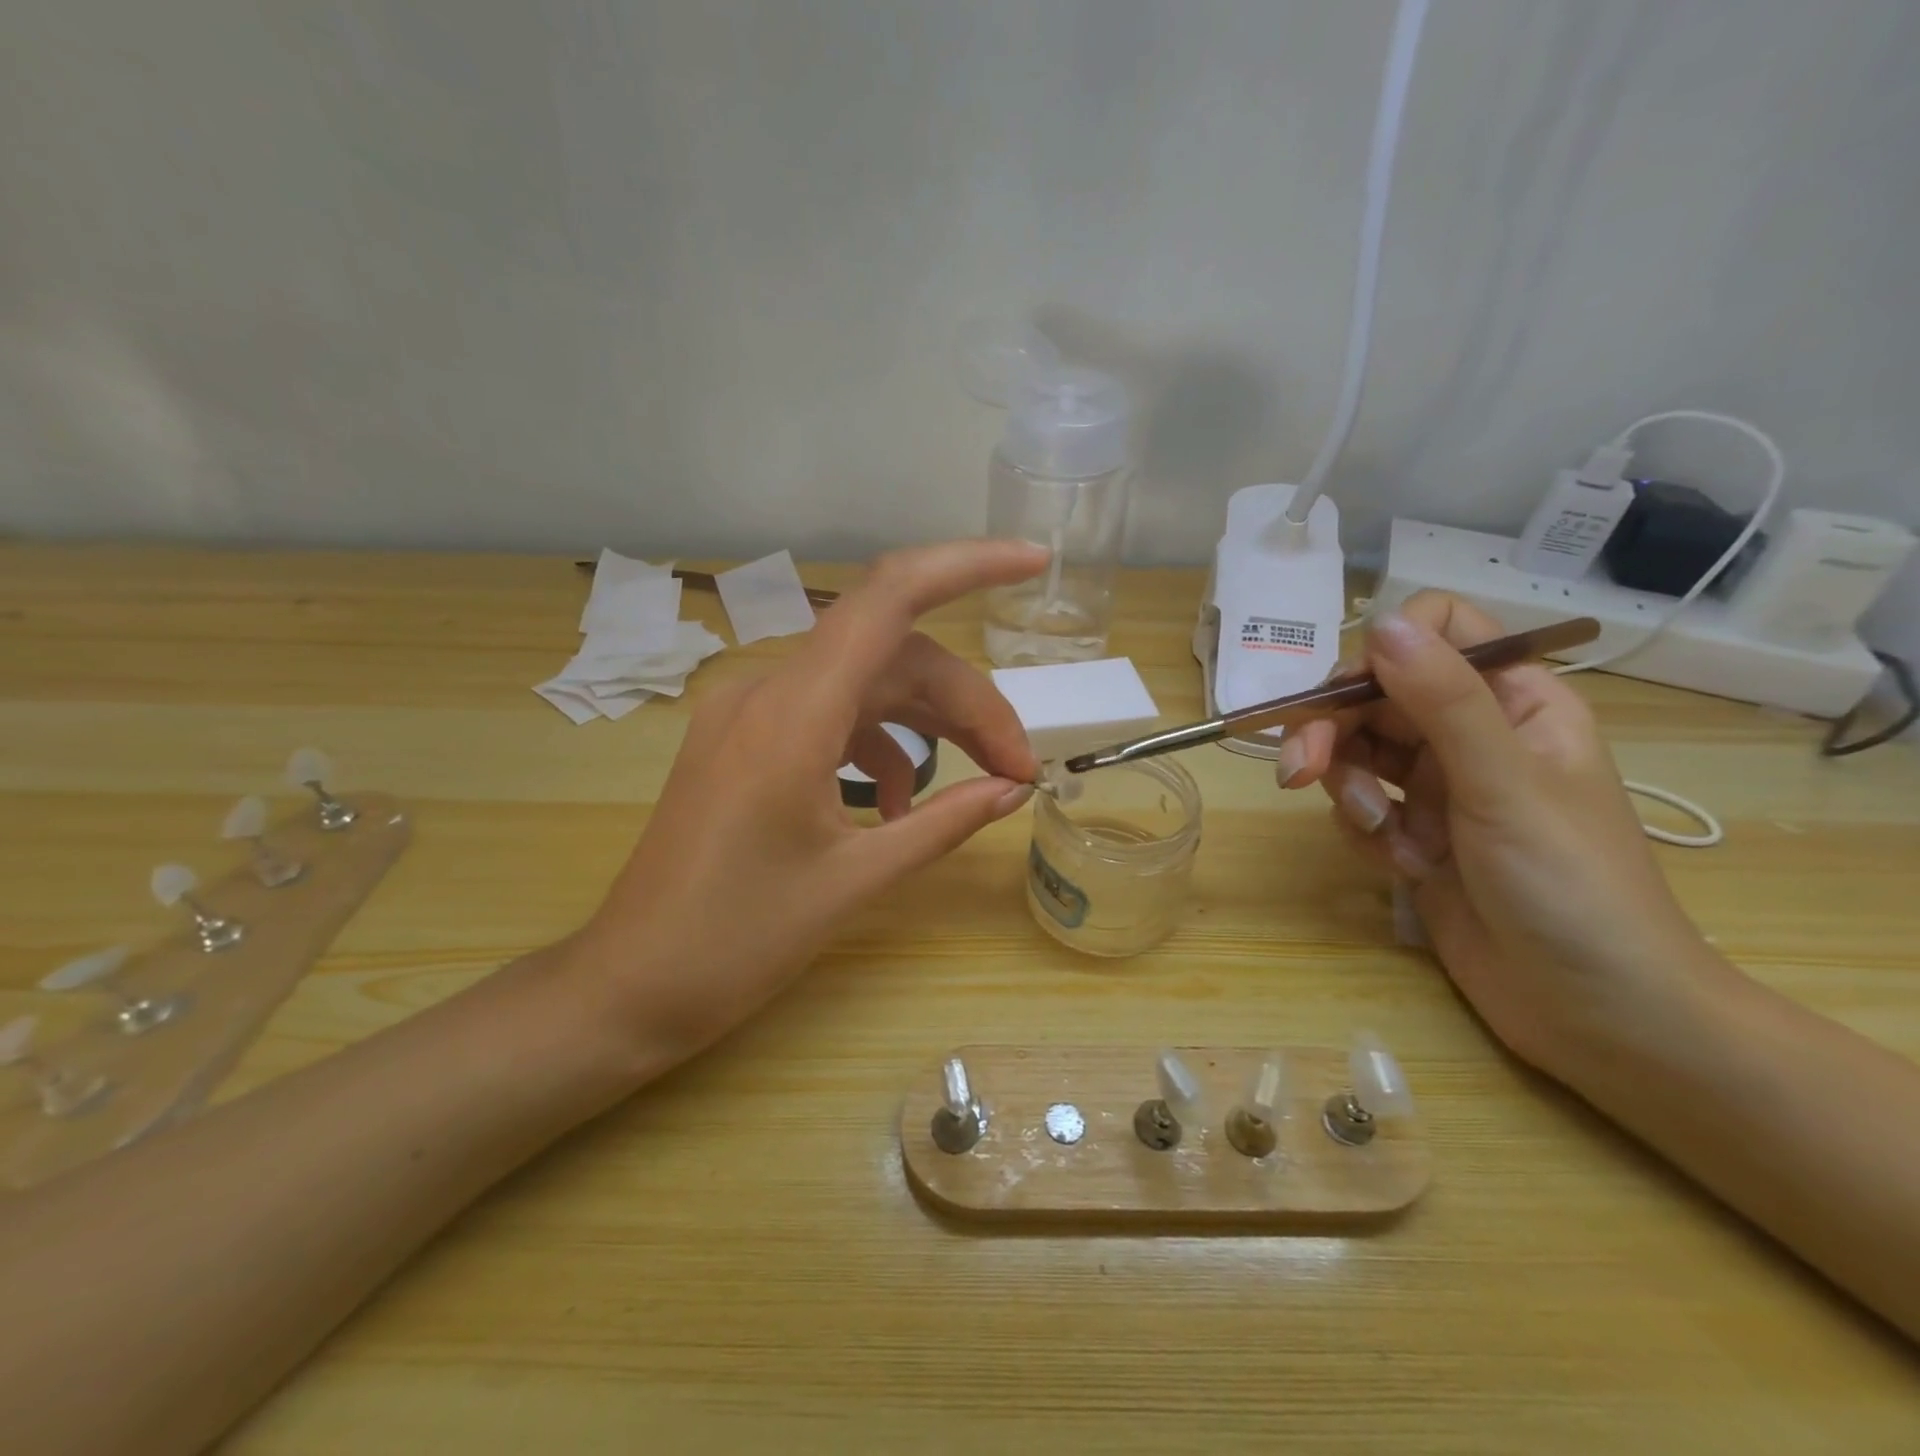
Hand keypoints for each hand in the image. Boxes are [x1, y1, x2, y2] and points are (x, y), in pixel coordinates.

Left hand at [565, 539, 1048, 1070]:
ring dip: (930, 724)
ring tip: (983, 781)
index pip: (888, 598)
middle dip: (967, 703)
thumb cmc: (736, 941)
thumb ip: (943, 824)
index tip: (1032, 563)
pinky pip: (831, 718)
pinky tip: (901, 804)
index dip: (965, 566)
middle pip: (894, 657)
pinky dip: (880, 747)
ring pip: (866, 686)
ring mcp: (751, 714)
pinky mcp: (745, 741)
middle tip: (1018, 768)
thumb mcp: (855, 881)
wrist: (629, 986)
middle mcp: (768, 691)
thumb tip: (1013, 790)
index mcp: (792, 713)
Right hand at [1277, 591, 1723, 1072]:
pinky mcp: (1412, 832)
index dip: (1383, 651)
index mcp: (1514, 700)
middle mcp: (1470, 733)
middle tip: (1298, 769)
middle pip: (1374, 695)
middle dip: (1332, 730)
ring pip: (1356, 751)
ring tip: (1378, 834)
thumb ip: (1443, 700)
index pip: (1437, 632)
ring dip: (1348, 789)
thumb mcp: (1505, 784)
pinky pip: (1358, 806)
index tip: (1349, 695)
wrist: (1591, 1011)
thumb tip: (1379, 622)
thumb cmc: (1571, 886)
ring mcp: (1439, 785)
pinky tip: (1402, 866)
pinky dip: (1365, 832)